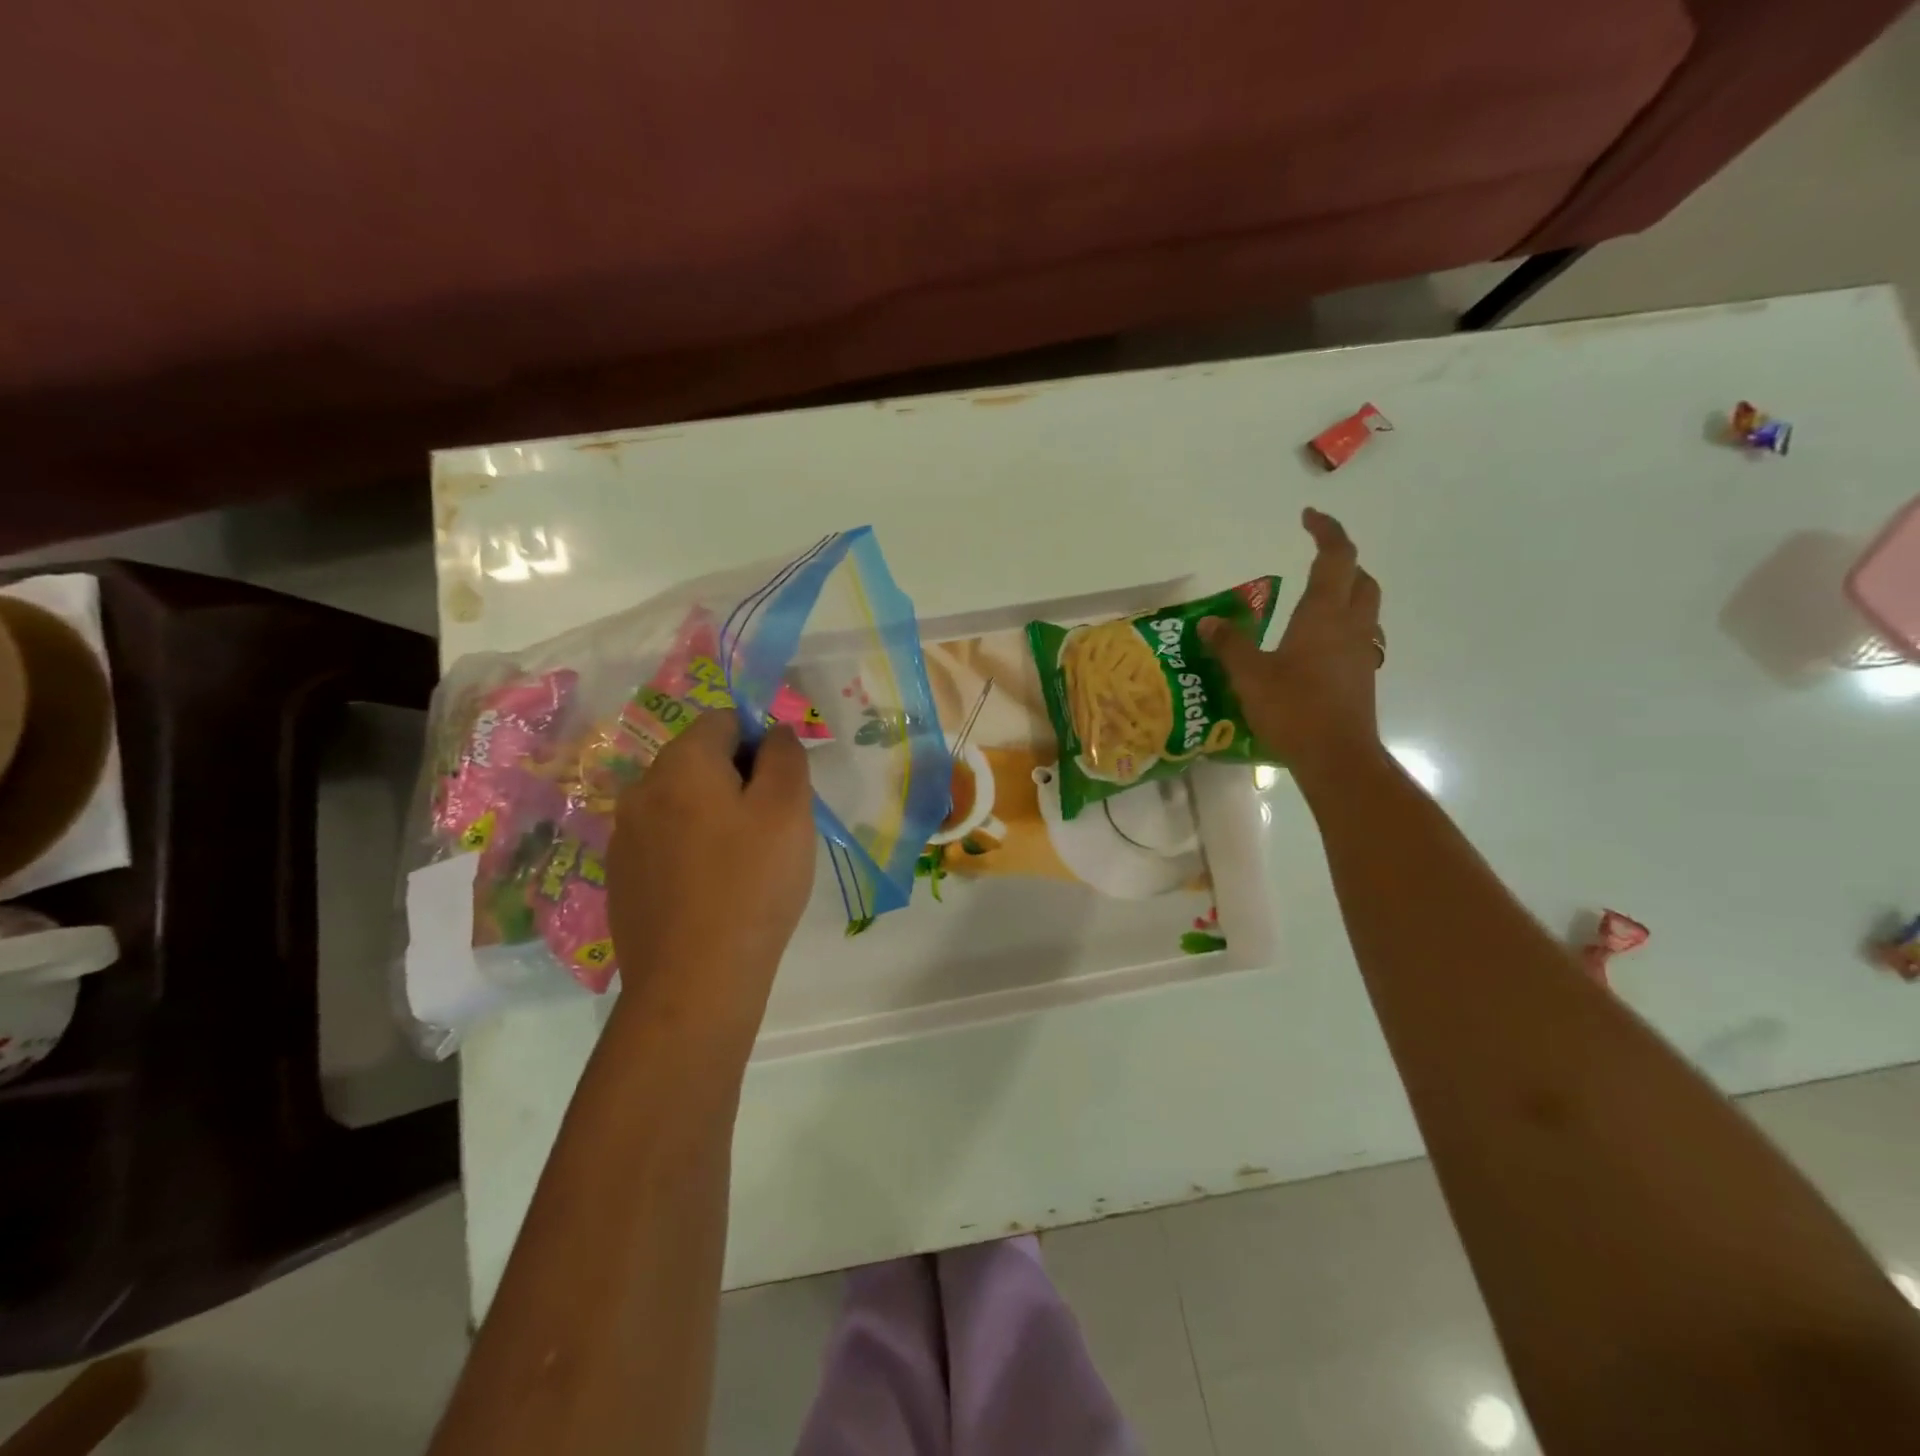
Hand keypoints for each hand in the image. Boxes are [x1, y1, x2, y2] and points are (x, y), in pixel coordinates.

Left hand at [606, 710, 815, 1032]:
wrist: (695, 980)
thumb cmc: (752, 883)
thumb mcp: (788, 808)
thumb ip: (785, 755)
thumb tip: (772, 733)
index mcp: (681, 763)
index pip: (723, 721)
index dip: (760, 743)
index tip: (782, 788)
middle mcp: (641, 789)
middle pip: (699, 760)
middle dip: (739, 779)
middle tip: (772, 827)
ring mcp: (625, 837)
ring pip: (682, 803)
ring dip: (716, 816)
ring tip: (746, 863)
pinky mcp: (622, 877)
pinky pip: (665, 842)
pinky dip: (693, 850)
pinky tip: (714, 890)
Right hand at [1202, 507, 1383, 780]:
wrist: (1337, 757)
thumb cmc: (1294, 708)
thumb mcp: (1249, 675)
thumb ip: (1229, 645)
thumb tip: (1208, 623)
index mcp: (1324, 614)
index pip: (1336, 557)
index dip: (1326, 531)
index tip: (1308, 516)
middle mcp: (1351, 626)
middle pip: (1360, 578)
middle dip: (1341, 561)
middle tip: (1314, 558)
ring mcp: (1361, 652)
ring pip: (1364, 607)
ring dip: (1346, 592)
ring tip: (1314, 600)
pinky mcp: (1361, 677)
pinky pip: (1357, 636)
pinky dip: (1341, 625)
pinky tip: (1315, 645)